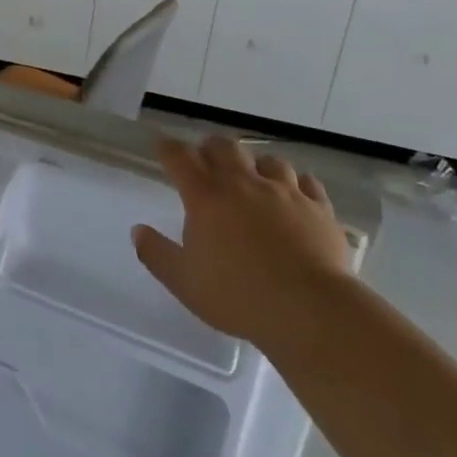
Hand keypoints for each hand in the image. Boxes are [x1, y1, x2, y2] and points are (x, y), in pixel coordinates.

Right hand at [133, 137, 351, 346]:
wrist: (311, 310)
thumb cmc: (239, 296)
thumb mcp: (184, 282)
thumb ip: (156, 253)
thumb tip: (137, 230)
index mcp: (206, 197)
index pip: (180, 158)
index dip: (168, 149)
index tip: (162, 146)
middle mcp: (244, 184)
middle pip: (224, 148)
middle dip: (210, 148)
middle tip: (206, 159)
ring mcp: (285, 193)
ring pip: (268, 160)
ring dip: (255, 164)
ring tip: (253, 177)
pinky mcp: (319, 209)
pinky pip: (307, 183)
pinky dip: (296, 184)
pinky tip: (295, 194)